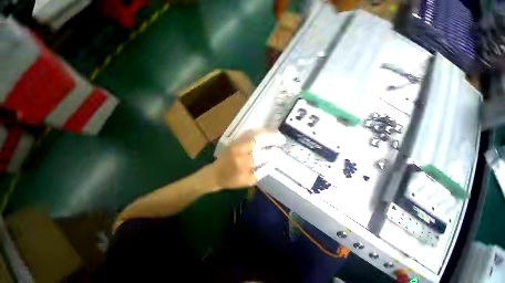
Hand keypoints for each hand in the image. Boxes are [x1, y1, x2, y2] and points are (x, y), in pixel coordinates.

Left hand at [207, 130, 285, 189]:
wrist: (214, 173)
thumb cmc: (232, 180)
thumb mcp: (249, 181)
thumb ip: (262, 172)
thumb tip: (274, 162)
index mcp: (243, 163)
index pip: (261, 155)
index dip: (272, 153)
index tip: (280, 152)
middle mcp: (239, 150)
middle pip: (258, 139)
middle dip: (272, 138)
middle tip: (282, 139)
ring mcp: (237, 143)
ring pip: (254, 133)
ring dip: (267, 132)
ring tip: (277, 135)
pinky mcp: (235, 140)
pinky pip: (249, 132)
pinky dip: (260, 131)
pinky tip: (266, 132)